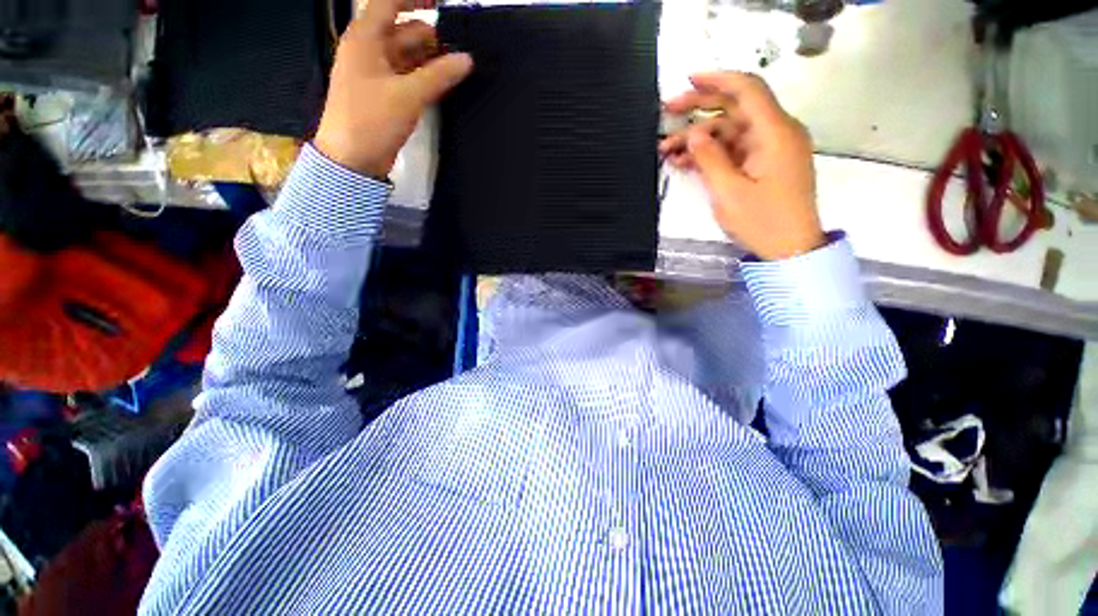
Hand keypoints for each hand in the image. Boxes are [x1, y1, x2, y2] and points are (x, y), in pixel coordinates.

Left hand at [314, 0, 472, 178]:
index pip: (389, 3)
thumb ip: (438, 76)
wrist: (353, 159)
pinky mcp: (385, 94)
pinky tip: (444, 83)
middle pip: (403, 31)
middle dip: (431, 36)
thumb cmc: (372, 120)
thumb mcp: (407, 95)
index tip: (442, 3)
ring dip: (431, 59)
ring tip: (458, 67)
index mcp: (365, 38)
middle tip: (461, 48)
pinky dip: (425, 77)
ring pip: (408, 55)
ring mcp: (378, 73)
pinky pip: (408, 76)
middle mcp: (370, 50)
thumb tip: (466, 60)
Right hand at [660, 72, 824, 260]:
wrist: (790, 248)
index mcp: (774, 133)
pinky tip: (685, 162)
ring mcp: (769, 149)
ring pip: (729, 132)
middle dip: (699, 109)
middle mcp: (775, 133)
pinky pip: (733, 150)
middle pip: (735, 108)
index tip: (688, 80)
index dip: (716, 80)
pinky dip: (711, 154)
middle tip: (667, 112)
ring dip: (698, 139)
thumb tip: (693, 135)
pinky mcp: (763, 164)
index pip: (747, 90)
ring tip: (667, 152)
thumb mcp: (729, 192)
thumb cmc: (762, 221)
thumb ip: (710, 159)